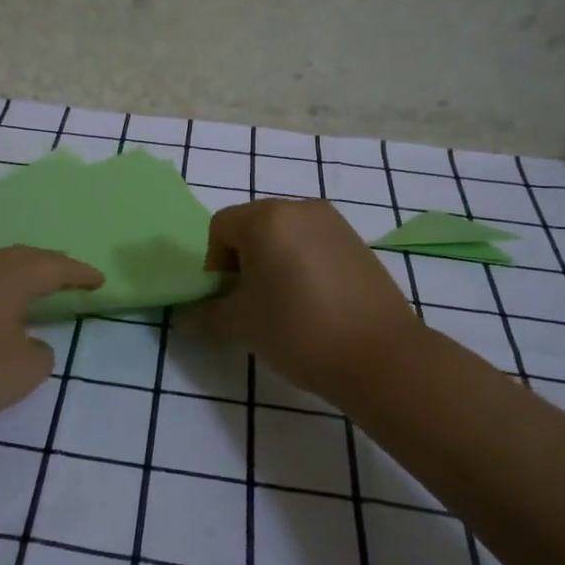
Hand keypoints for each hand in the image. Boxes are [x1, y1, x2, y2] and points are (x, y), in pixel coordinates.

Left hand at [0, 246, 102, 434]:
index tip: (99, 280)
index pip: (55, 266)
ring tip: (25, 287)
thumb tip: (31, 343)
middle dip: (48, 266)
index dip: (80, 273)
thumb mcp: (21, 372)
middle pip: (21, 257)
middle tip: (66, 277)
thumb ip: (39, 355)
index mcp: (10, 275)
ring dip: (13, 273)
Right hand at [190, 199, 421, 397]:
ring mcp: (334, 223)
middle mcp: (300, 208)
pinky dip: (303, 264)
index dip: (214, 264)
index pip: (220, 228)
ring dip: (274, 262)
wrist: (380, 356)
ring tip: (285, 304)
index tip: (229, 299)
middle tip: (252, 302)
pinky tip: (315, 302)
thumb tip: (184, 317)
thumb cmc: (298, 331)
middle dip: (243, 260)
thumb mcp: (241, 325)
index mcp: (266, 218)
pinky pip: (314, 244)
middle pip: (253, 226)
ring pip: (285, 235)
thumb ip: (206, 314)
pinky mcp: (358, 242)